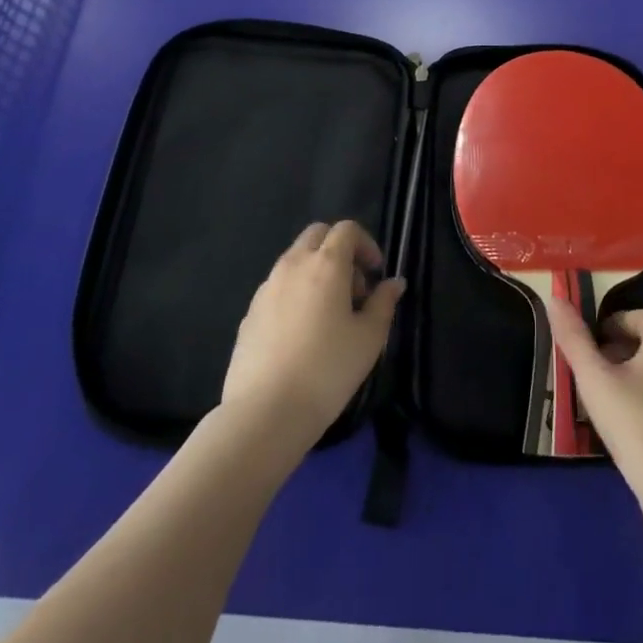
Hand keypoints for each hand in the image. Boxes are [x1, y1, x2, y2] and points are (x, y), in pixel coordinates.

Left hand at [221, 220, 404, 449]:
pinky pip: (278, 287)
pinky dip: (295, 293)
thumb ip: (384, 302)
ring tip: (329, 314)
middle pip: (316, 235)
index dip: (366, 244)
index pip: (346, 229)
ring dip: (316, 271)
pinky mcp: (249, 313)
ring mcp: (266, 288)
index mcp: (325, 264)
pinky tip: (302, 333)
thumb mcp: (369, 338)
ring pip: (294, 260)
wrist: (264, 412)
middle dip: (339, 250)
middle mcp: (293, 265)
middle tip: (354, 288)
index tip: (376, 274)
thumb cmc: (327, 369)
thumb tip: (394, 282)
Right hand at [548, 301, 642, 494]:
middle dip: (619, 348)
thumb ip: (574, 338)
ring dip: (633, 372)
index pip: (639, 316)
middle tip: (592, 370)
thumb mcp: (594, 378)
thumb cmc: (633, 423)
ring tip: (606, 396)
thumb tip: (555, 299)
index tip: (589, 344)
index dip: (612, 323)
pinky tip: (629, 421)